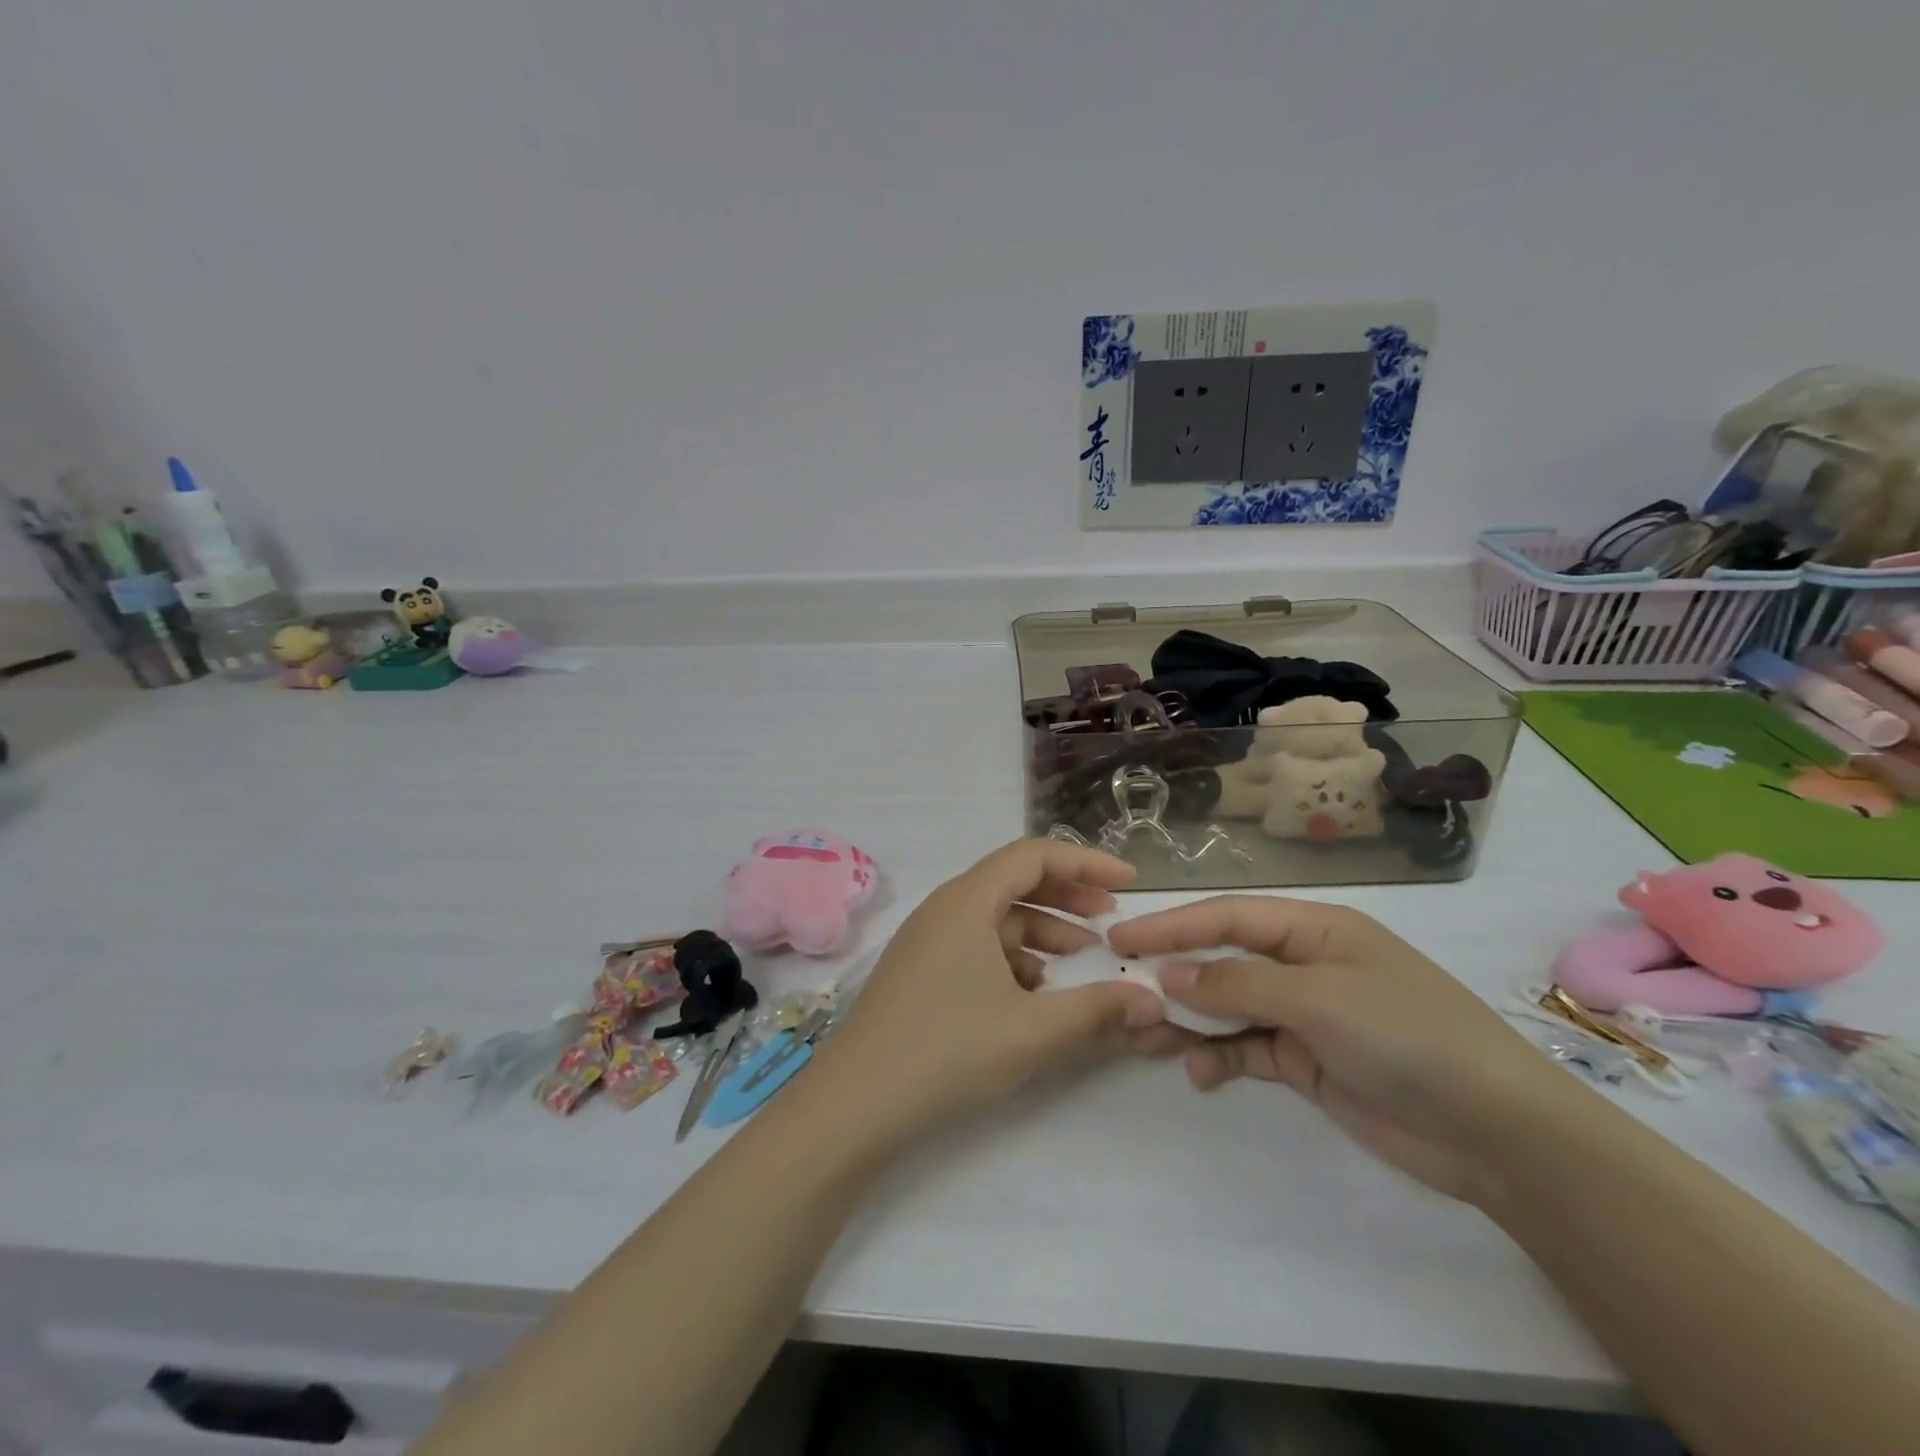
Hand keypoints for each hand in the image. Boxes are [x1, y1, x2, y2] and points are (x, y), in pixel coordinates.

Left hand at [808, 840, 1165, 1142]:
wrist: (855, 1104)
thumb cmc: (946, 1051)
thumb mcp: (1032, 1031)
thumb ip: (1097, 1010)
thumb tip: (1152, 1001)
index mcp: (967, 901)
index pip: (1034, 855)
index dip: (1086, 864)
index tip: (1129, 885)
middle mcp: (945, 909)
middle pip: (1015, 882)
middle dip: (1068, 897)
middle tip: (1112, 922)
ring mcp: (929, 941)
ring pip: (997, 919)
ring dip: (1044, 932)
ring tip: (1083, 961)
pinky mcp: (922, 972)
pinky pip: (978, 947)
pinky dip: (1015, 959)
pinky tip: (1037, 994)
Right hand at [1109, 897, 1575, 1202]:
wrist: (1497, 1132)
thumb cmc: (1406, 1036)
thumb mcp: (1317, 998)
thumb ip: (1237, 984)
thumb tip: (1169, 975)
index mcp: (1314, 929)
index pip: (1227, 918)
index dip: (1171, 926)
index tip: (1121, 940)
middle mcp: (1305, 964)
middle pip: (1223, 960)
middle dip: (1176, 976)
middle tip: (1127, 997)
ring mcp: (1306, 1014)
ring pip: (1230, 1007)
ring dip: (1191, 1021)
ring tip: (1151, 1040)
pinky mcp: (1309, 1061)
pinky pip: (1248, 1049)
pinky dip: (1221, 1058)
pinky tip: (1201, 1074)